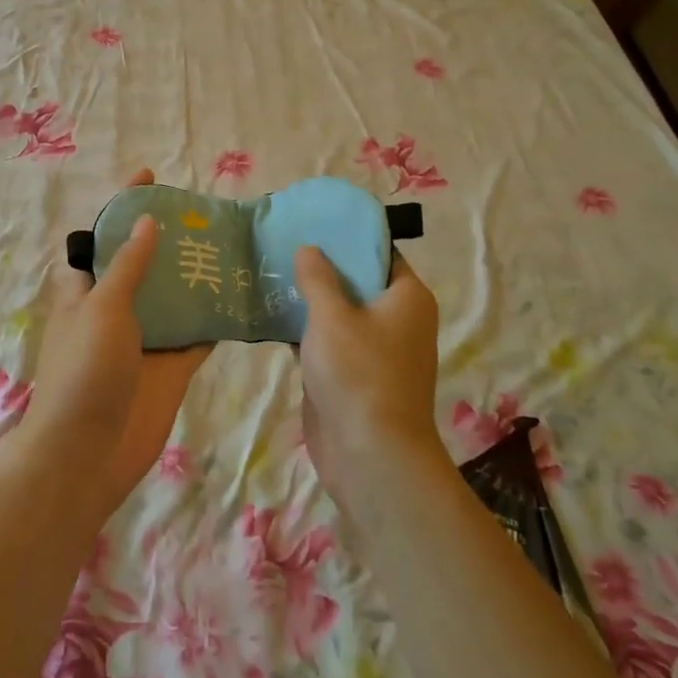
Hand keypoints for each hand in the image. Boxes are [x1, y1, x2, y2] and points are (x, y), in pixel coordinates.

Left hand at [19, 170, 212, 520]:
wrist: (89, 453)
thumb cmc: (85, 370)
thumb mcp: (102, 308)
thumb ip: (128, 266)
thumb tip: (145, 221)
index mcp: (86, 290)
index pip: (104, 237)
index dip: (123, 207)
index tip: (149, 177)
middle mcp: (115, 310)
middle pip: (144, 265)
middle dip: (169, 240)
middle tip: (205, 213)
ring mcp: (145, 340)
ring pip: (174, 299)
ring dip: (196, 277)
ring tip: (232, 245)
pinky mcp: (171, 368)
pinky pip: (197, 336)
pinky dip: (215, 319)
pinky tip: (242, 297)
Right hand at [292, 246, 444, 508]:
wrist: (370, 454)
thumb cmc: (358, 373)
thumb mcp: (332, 316)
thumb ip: (317, 278)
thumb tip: (309, 248)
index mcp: (406, 297)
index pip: (380, 253)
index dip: (348, 237)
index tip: (313, 223)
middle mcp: (397, 319)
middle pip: (357, 281)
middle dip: (322, 267)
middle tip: (282, 244)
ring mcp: (374, 350)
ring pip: (340, 313)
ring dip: (310, 300)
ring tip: (270, 273)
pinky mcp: (352, 375)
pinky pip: (328, 342)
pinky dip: (306, 330)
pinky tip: (271, 316)